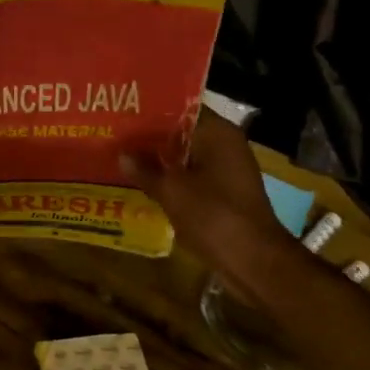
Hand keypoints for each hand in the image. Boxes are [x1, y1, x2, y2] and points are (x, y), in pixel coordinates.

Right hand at [121, 110, 297, 286]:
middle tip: (116, 135)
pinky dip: (172, 179)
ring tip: (123, 157)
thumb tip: (122, 154)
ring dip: (160, 160)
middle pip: (183, 133)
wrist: (253, 261)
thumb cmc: (213, 215)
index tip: (123, 112)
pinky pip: (192, 177)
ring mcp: (228, 170)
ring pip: (186, 157)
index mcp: (218, 133)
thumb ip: (145, 169)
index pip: (181, 108)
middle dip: (151, 137)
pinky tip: (144, 184)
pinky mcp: (225, 193)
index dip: (151, 110)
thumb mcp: (171, 191)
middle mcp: (226, 145)